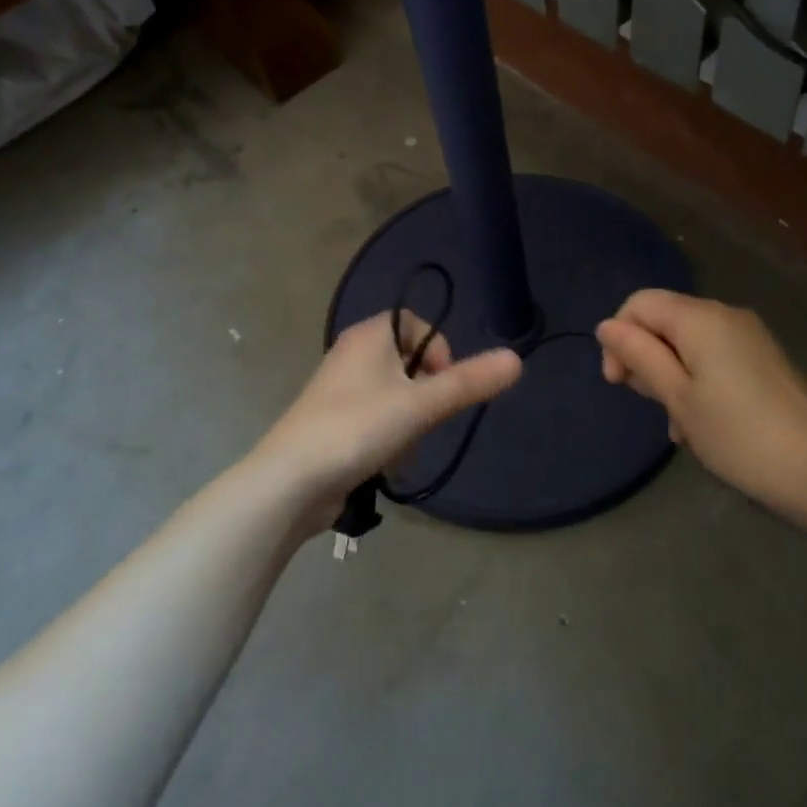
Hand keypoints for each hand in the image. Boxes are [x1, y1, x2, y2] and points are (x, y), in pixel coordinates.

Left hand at [250, 311, 522, 531]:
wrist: (290, 481)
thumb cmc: (358, 429)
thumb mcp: (421, 405)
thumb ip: (469, 383)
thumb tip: (516, 359)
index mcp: (368, 335)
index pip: (417, 324)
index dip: (438, 351)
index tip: (444, 385)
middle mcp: (352, 354)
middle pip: (408, 362)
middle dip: (425, 394)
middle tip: (424, 420)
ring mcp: (339, 390)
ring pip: (394, 395)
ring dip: (409, 421)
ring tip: (399, 446)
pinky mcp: (332, 422)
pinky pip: (375, 419)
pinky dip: (387, 437)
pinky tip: (382, 461)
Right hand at [596, 290, 806, 512]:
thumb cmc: (738, 435)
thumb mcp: (677, 397)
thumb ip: (639, 356)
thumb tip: (606, 326)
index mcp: (700, 318)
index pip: (639, 303)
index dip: (619, 337)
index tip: (618, 383)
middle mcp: (725, 315)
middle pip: (664, 321)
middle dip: (646, 359)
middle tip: (651, 405)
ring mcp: (749, 337)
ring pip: (688, 344)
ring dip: (671, 377)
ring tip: (679, 426)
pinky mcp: (764, 360)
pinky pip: (715, 358)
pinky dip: (697, 382)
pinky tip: (702, 424)